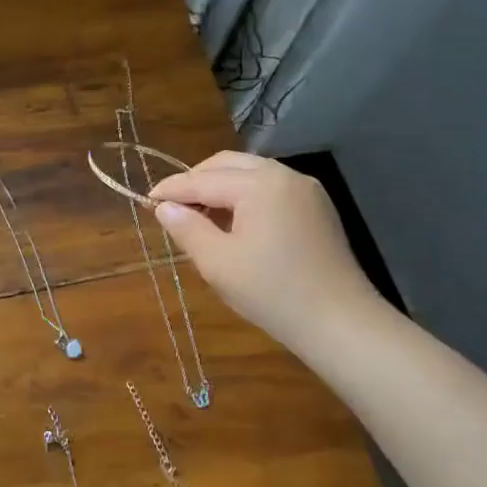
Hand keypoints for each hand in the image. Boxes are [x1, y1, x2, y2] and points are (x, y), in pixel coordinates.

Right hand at [149, 152, 380, 351]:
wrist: (340, 323)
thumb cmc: (272, 292)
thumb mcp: (218, 263)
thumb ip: (187, 229)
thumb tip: (165, 208)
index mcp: (259, 185)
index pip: (202, 180)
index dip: (171, 190)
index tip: (146, 200)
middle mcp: (284, 175)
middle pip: (227, 164)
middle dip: (196, 180)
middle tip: (171, 206)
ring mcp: (305, 189)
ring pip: (251, 173)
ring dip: (220, 187)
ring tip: (198, 215)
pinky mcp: (316, 207)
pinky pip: (270, 188)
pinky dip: (244, 195)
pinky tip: (232, 222)